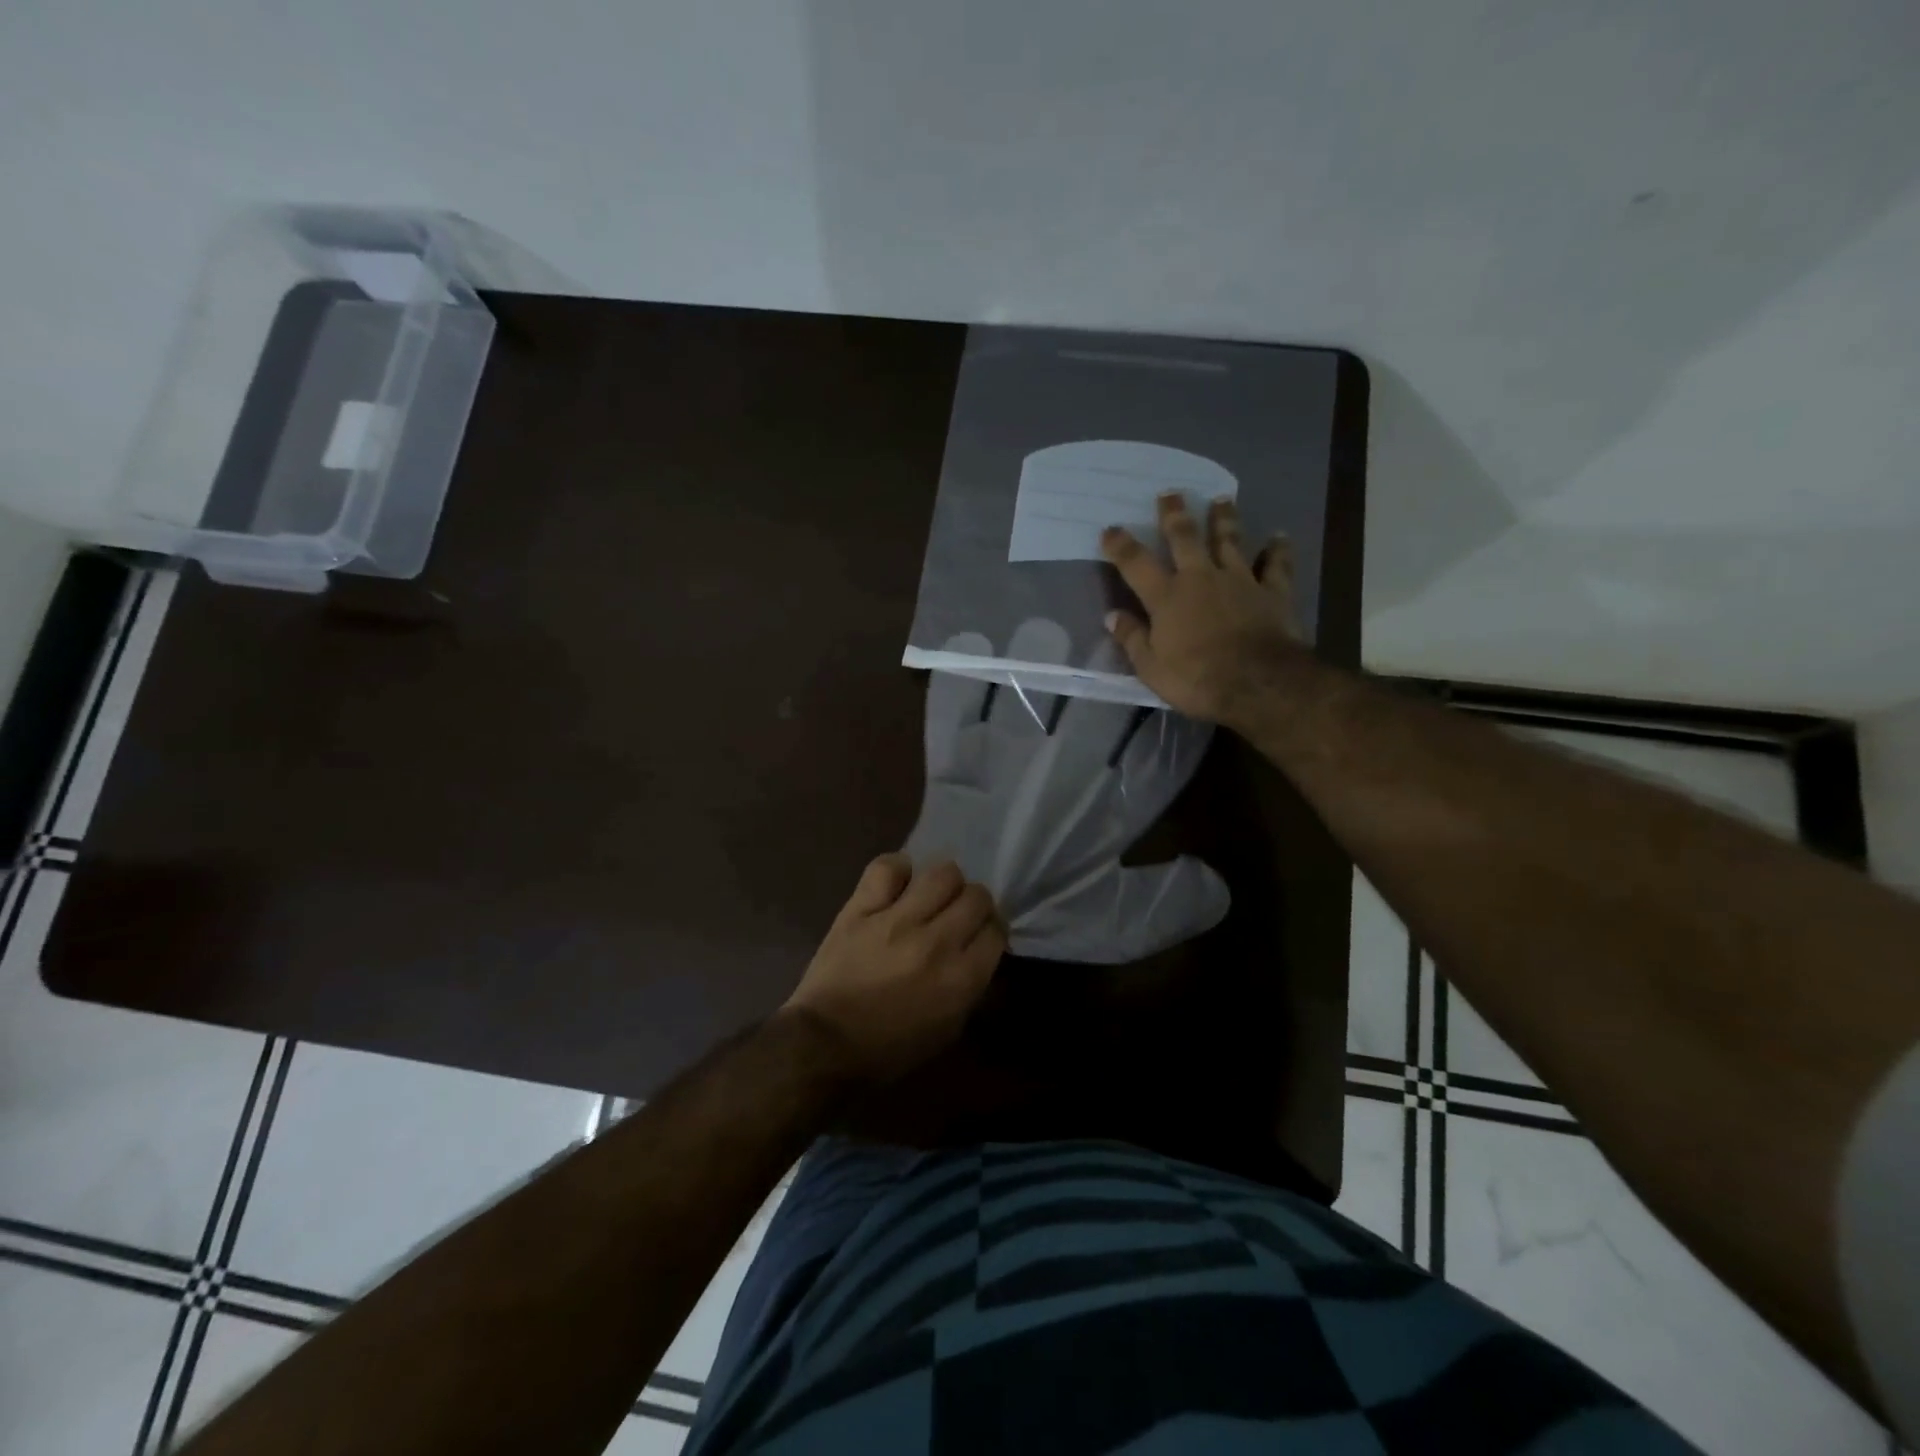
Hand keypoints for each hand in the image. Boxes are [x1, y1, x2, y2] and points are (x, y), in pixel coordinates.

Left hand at [784, 855, 1005, 1082]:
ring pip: (942, 874)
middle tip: (958, 915)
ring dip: (944, 884)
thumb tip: (979, 952)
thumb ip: (970, 987)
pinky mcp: (861, 909)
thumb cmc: (889, 1048)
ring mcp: (897, 920)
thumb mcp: (946, 1030)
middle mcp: (937, 942)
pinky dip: (898, 870)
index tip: (979, 935)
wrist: (824, 1045)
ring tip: (931, 896)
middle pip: (976, 897)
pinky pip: (888, 868)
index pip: (996, 931)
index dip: (991, 930)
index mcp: (961, 979)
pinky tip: (898, 883)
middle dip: (974, 905)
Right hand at [1101, 493, 1306, 729]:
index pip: (1136, 564)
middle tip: (1171, 492)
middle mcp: (1201, 578)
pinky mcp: (1273, 592)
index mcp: (1167, 597)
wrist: (1258, 683)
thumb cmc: (1196, 679)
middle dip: (1174, 515)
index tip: (1110, 529)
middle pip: (1185, 538)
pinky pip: (1276, 566)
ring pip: (1230, 541)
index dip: (1120, 545)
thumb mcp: (1151, 667)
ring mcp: (1240, 581)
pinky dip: (1278, 550)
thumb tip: (1112, 616)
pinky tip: (1280, 536)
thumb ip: (1132, 638)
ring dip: (1224, 519)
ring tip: (1222, 499)